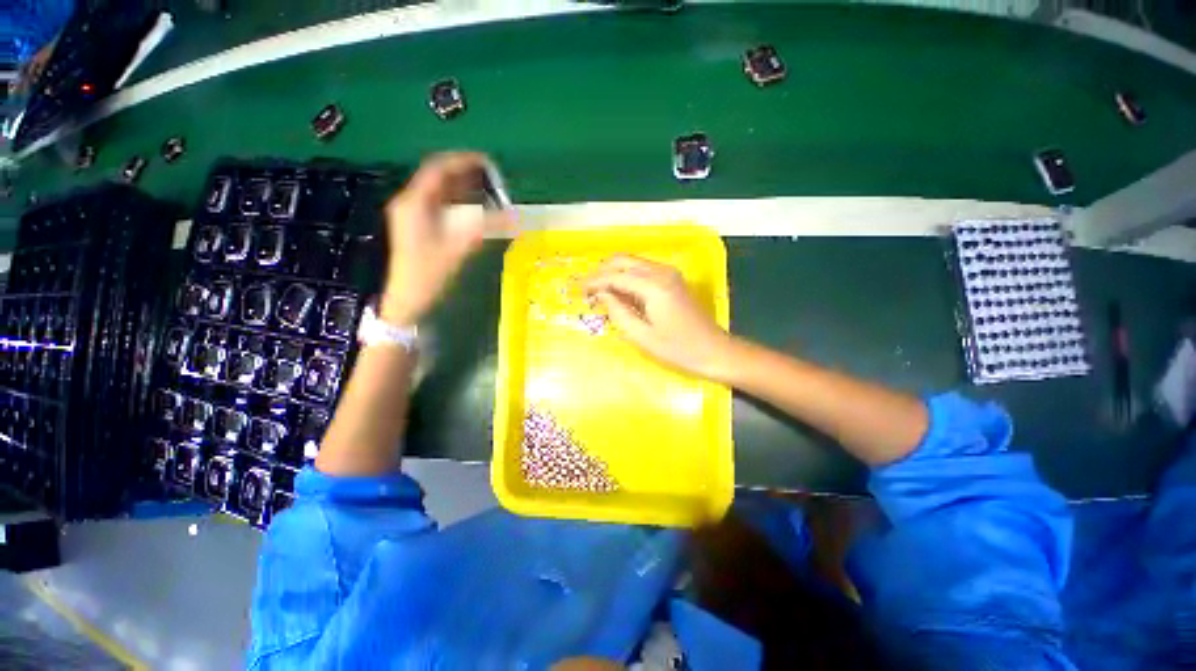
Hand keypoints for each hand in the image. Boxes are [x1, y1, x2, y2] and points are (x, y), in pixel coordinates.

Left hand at [380, 153, 513, 323]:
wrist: (406, 298)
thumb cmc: (429, 273)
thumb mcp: (459, 248)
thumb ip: (485, 227)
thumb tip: (513, 215)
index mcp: (415, 202)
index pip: (438, 169)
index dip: (463, 161)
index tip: (487, 162)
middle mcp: (410, 202)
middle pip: (438, 177)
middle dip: (464, 174)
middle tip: (491, 176)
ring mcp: (412, 214)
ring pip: (439, 191)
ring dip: (462, 188)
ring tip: (487, 189)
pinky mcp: (417, 226)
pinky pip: (438, 205)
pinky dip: (457, 202)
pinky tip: (473, 208)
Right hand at [584, 255, 733, 380]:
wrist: (714, 350)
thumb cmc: (679, 349)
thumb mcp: (643, 337)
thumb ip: (618, 313)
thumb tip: (601, 295)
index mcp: (654, 286)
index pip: (615, 276)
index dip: (594, 282)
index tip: (578, 291)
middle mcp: (661, 272)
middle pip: (622, 261)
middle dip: (601, 273)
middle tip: (587, 291)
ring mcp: (669, 273)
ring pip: (632, 263)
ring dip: (613, 274)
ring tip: (600, 294)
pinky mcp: (672, 279)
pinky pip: (642, 271)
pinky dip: (627, 278)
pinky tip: (620, 294)